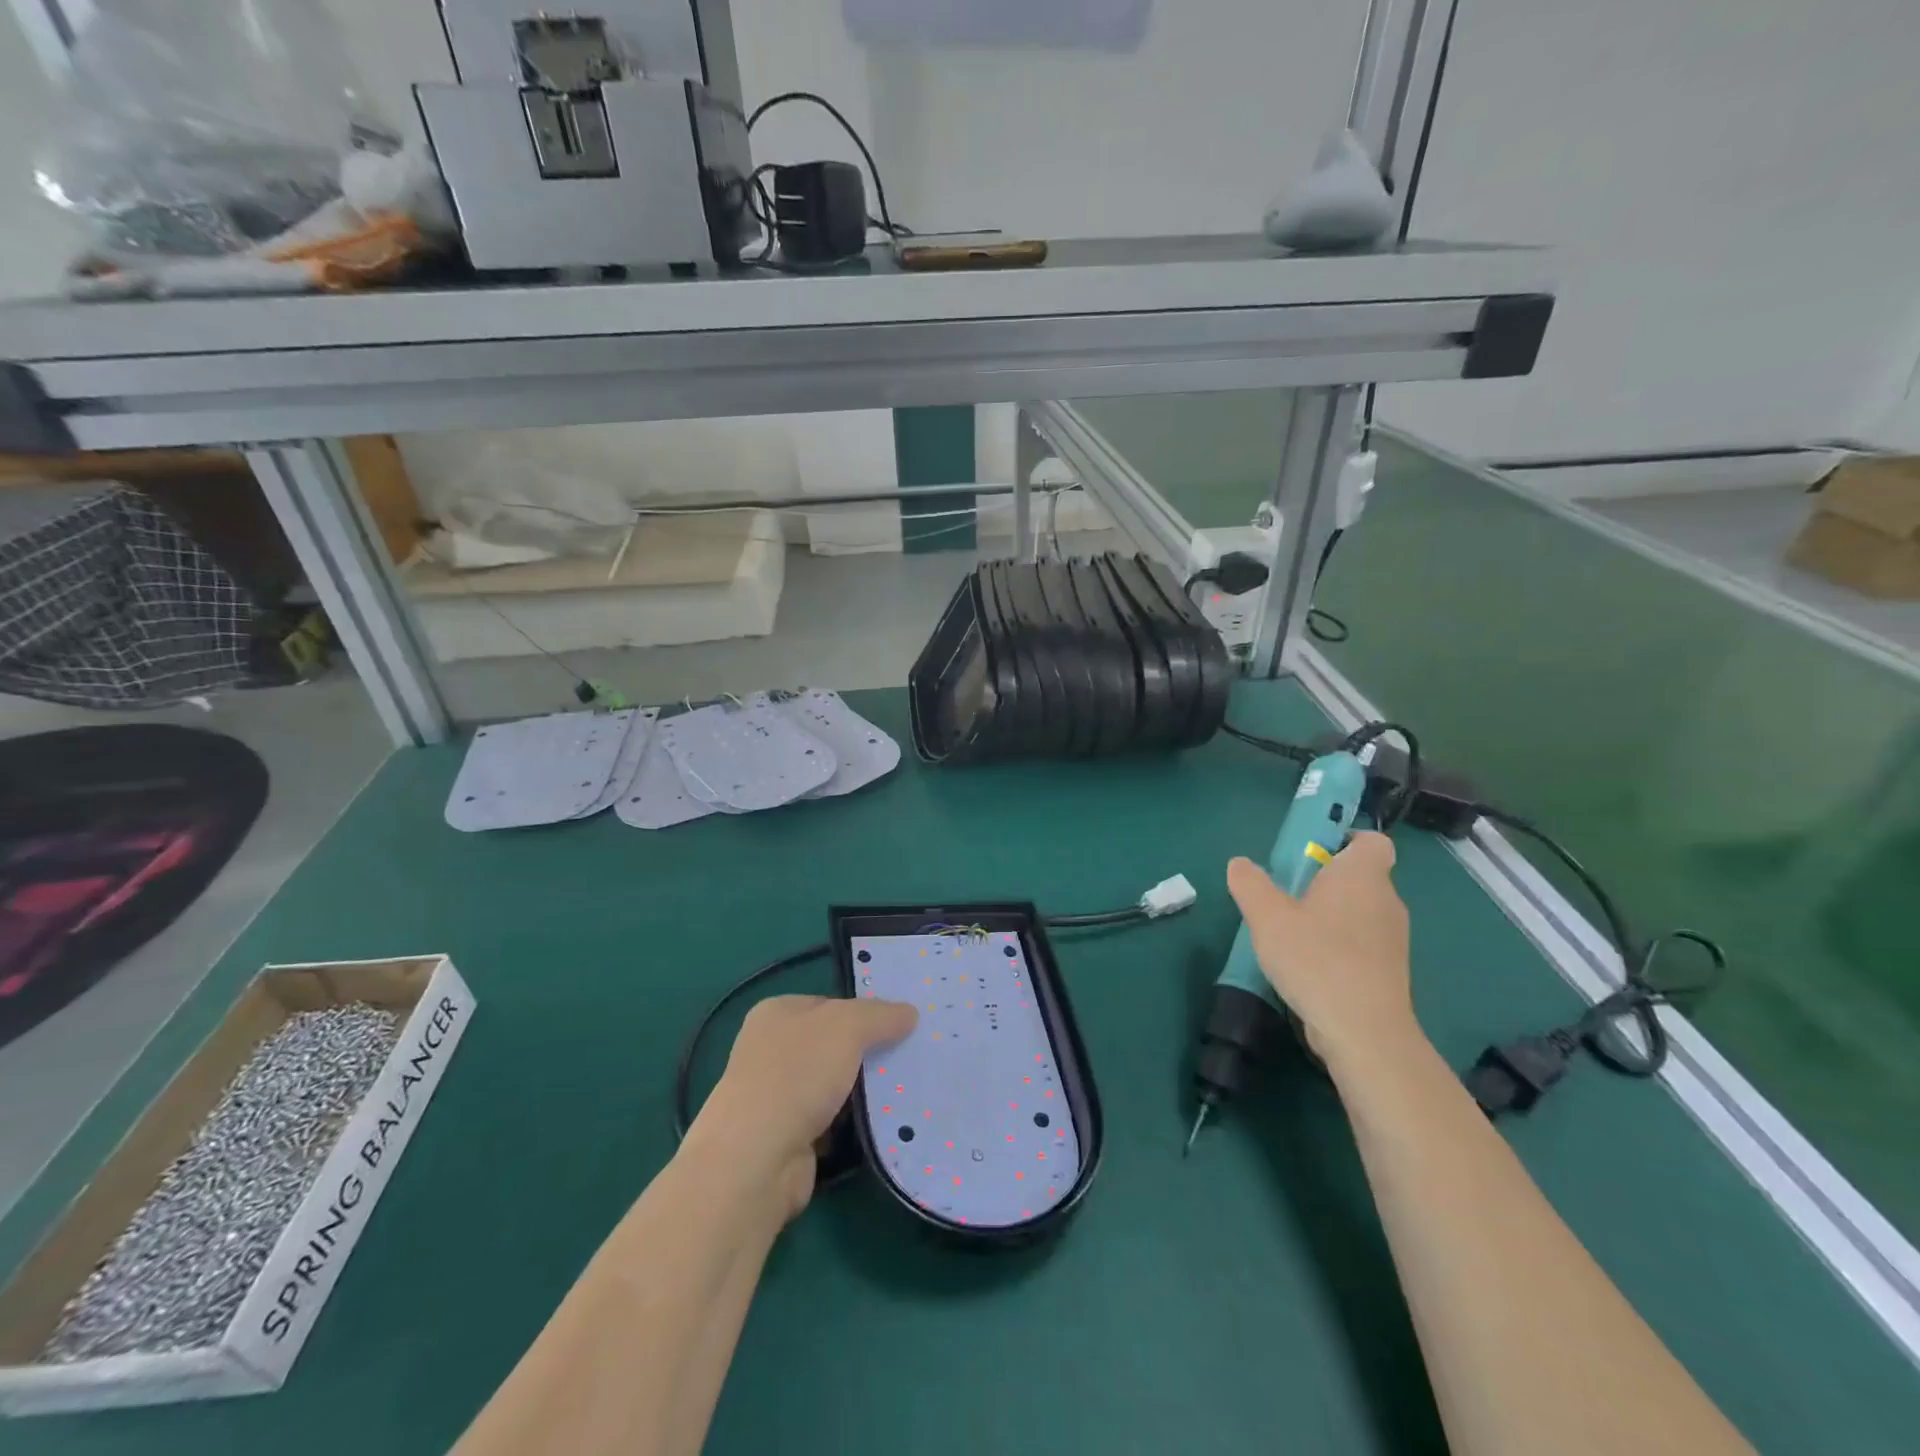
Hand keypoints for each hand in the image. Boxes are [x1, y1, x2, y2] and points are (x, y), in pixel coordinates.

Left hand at [689, 995, 916, 1220]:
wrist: (756, 1159)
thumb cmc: (797, 1074)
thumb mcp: (847, 1027)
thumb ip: (880, 1016)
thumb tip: (910, 1013)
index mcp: (776, 1013)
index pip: (830, 1004)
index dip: (864, 1012)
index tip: (900, 1025)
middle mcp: (771, 1050)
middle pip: (832, 1045)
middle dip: (867, 1053)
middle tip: (910, 1057)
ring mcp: (776, 1096)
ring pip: (834, 1085)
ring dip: (862, 1092)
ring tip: (905, 1091)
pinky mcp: (787, 1138)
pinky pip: (832, 1122)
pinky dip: (853, 1125)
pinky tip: (882, 1125)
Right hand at [1226, 832, 1422, 1077]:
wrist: (1363, 1031)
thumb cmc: (1315, 959)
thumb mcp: (1267, 916)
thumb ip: (1250, 884)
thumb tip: (1240, 864)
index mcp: (1362, 875)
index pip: (1372, 841)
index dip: (1346, 840)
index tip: (1312, 853)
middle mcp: (1386, 900)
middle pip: (1361, 876)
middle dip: (1326, 880)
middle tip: (1286, 894)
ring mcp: (1393, 938)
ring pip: (1361, 911)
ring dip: (1331, 915)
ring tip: (1293, 933)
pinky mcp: (1390, 971)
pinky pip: (1363, 942)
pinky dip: (1340, 945)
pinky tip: (1310, 965)